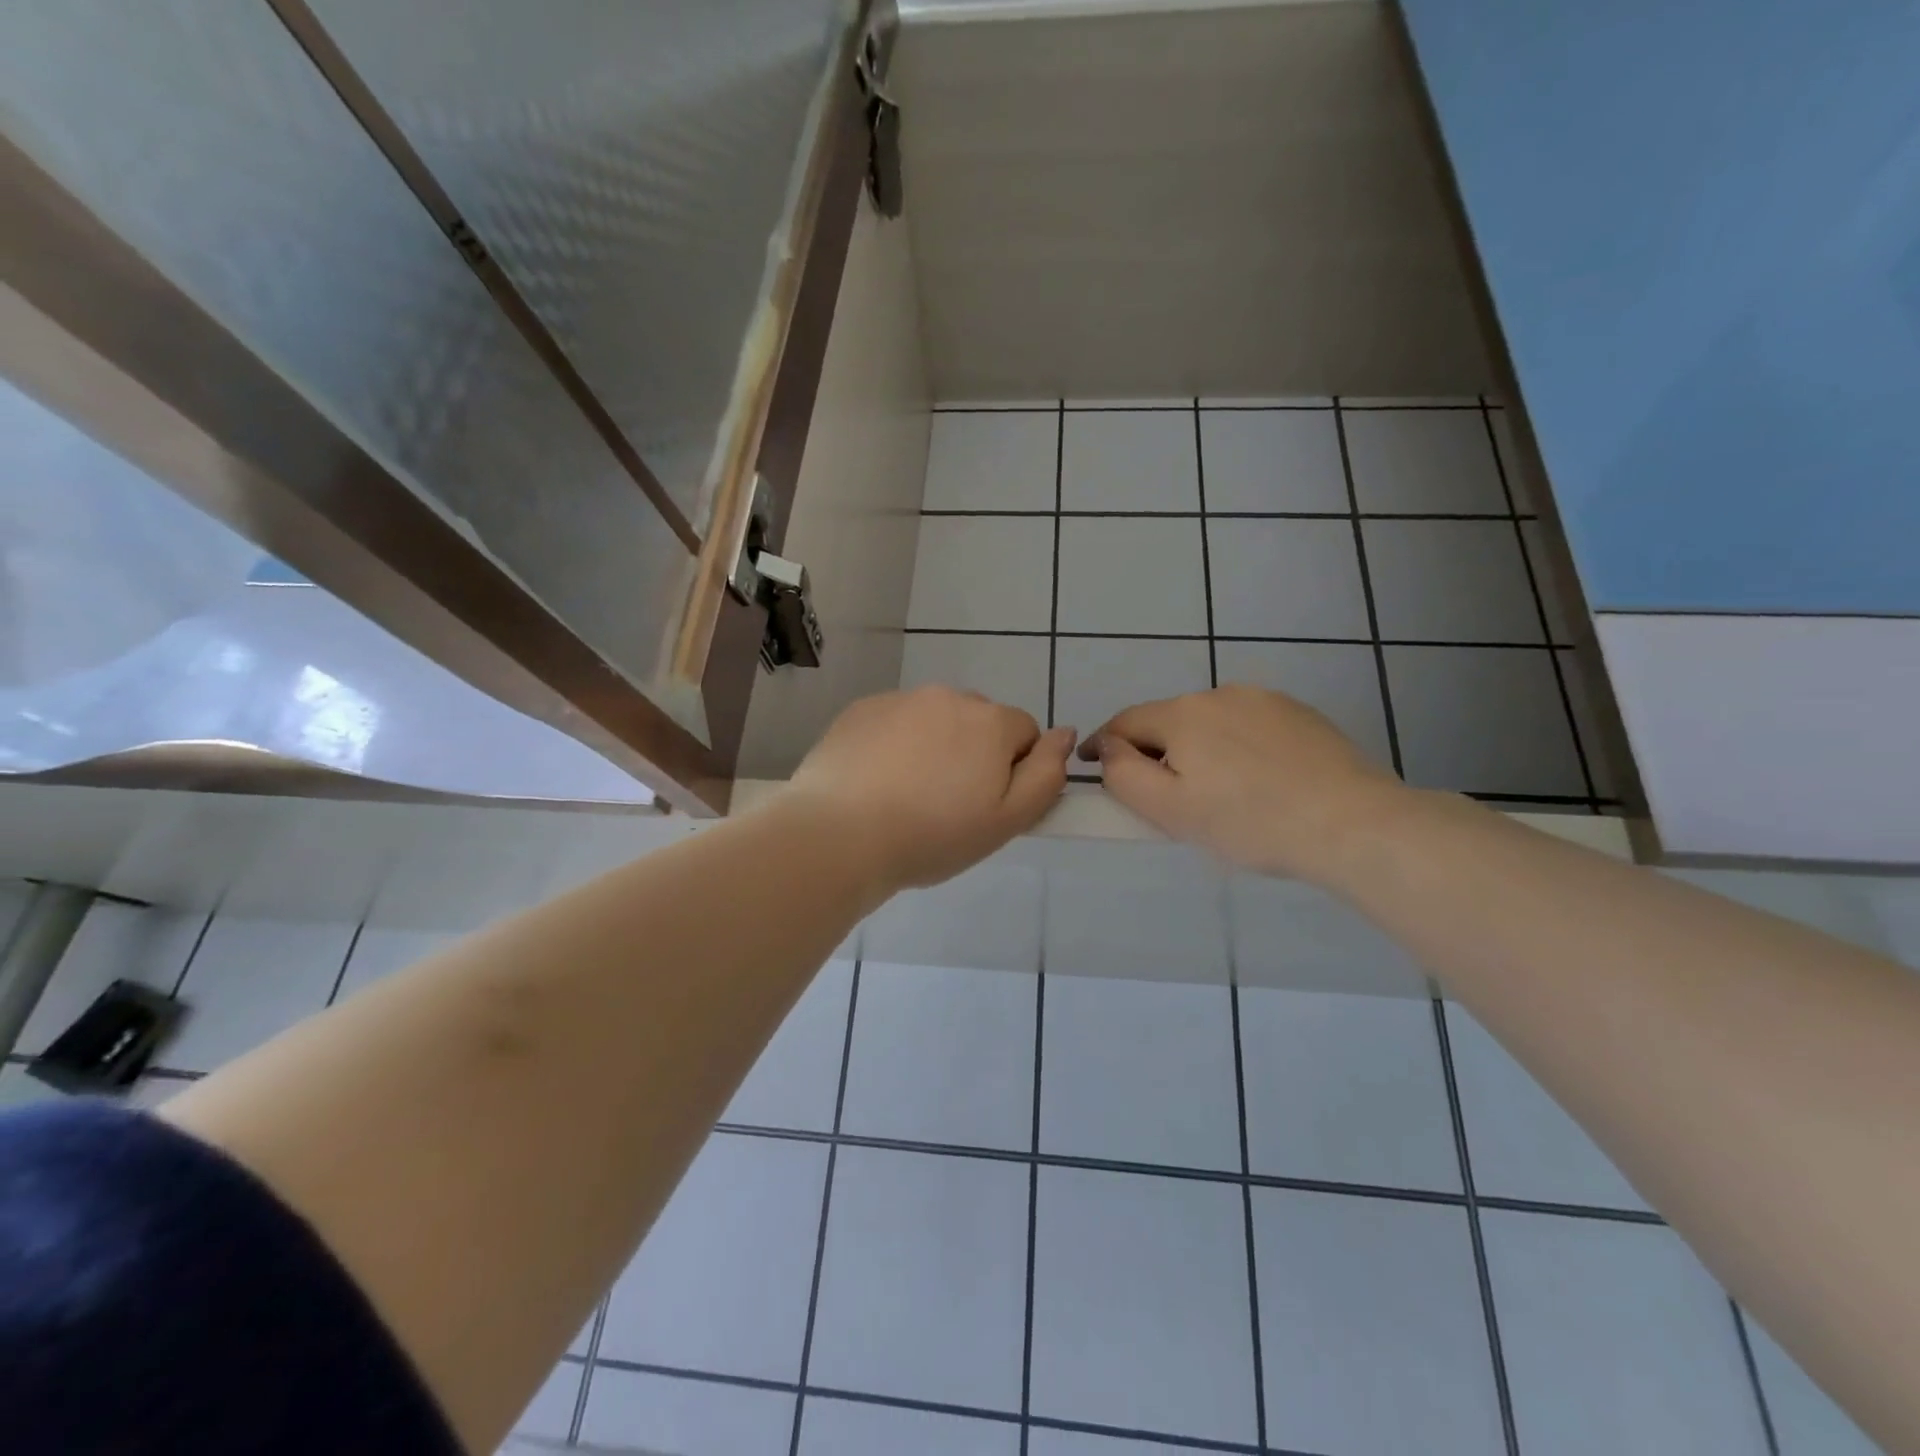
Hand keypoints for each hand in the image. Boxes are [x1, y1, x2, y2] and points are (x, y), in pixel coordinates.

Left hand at [788, 686, 1076, 892]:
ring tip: (907, 794)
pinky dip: (895, 743)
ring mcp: (900, 699)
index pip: (1024, 732)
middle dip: (974, 752)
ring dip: (934, 745)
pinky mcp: (862, 709)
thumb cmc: (933, 836)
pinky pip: (894, 722)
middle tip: (947, 803)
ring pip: (934, 720)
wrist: (840, 835)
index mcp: (990, 721)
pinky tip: (875, 781)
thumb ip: (1047, 775)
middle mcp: (948, 696)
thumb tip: (1066, 734)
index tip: (986, 805)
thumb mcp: (1007, 821)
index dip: (1013, 770)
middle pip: (978, 721)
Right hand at [1081, 686, 1412, 882]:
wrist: (1352, 823)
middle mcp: (1219, 693)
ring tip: (1219, 792)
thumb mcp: (1170, 810)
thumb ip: (1123, 774)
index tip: (1090, 763)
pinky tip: (1260, 780)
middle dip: (1157, 751)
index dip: (1102, 743)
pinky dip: (1239, 747)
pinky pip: (1250, 726)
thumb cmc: (1249, 822)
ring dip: (1200, 748)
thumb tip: (1107, 746)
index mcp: (1182, 715)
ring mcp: (1264, 699)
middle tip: (1165, 797)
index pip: (1124, 723)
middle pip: (1169, 721)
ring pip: (1211, 722)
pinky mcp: (1300, 713)